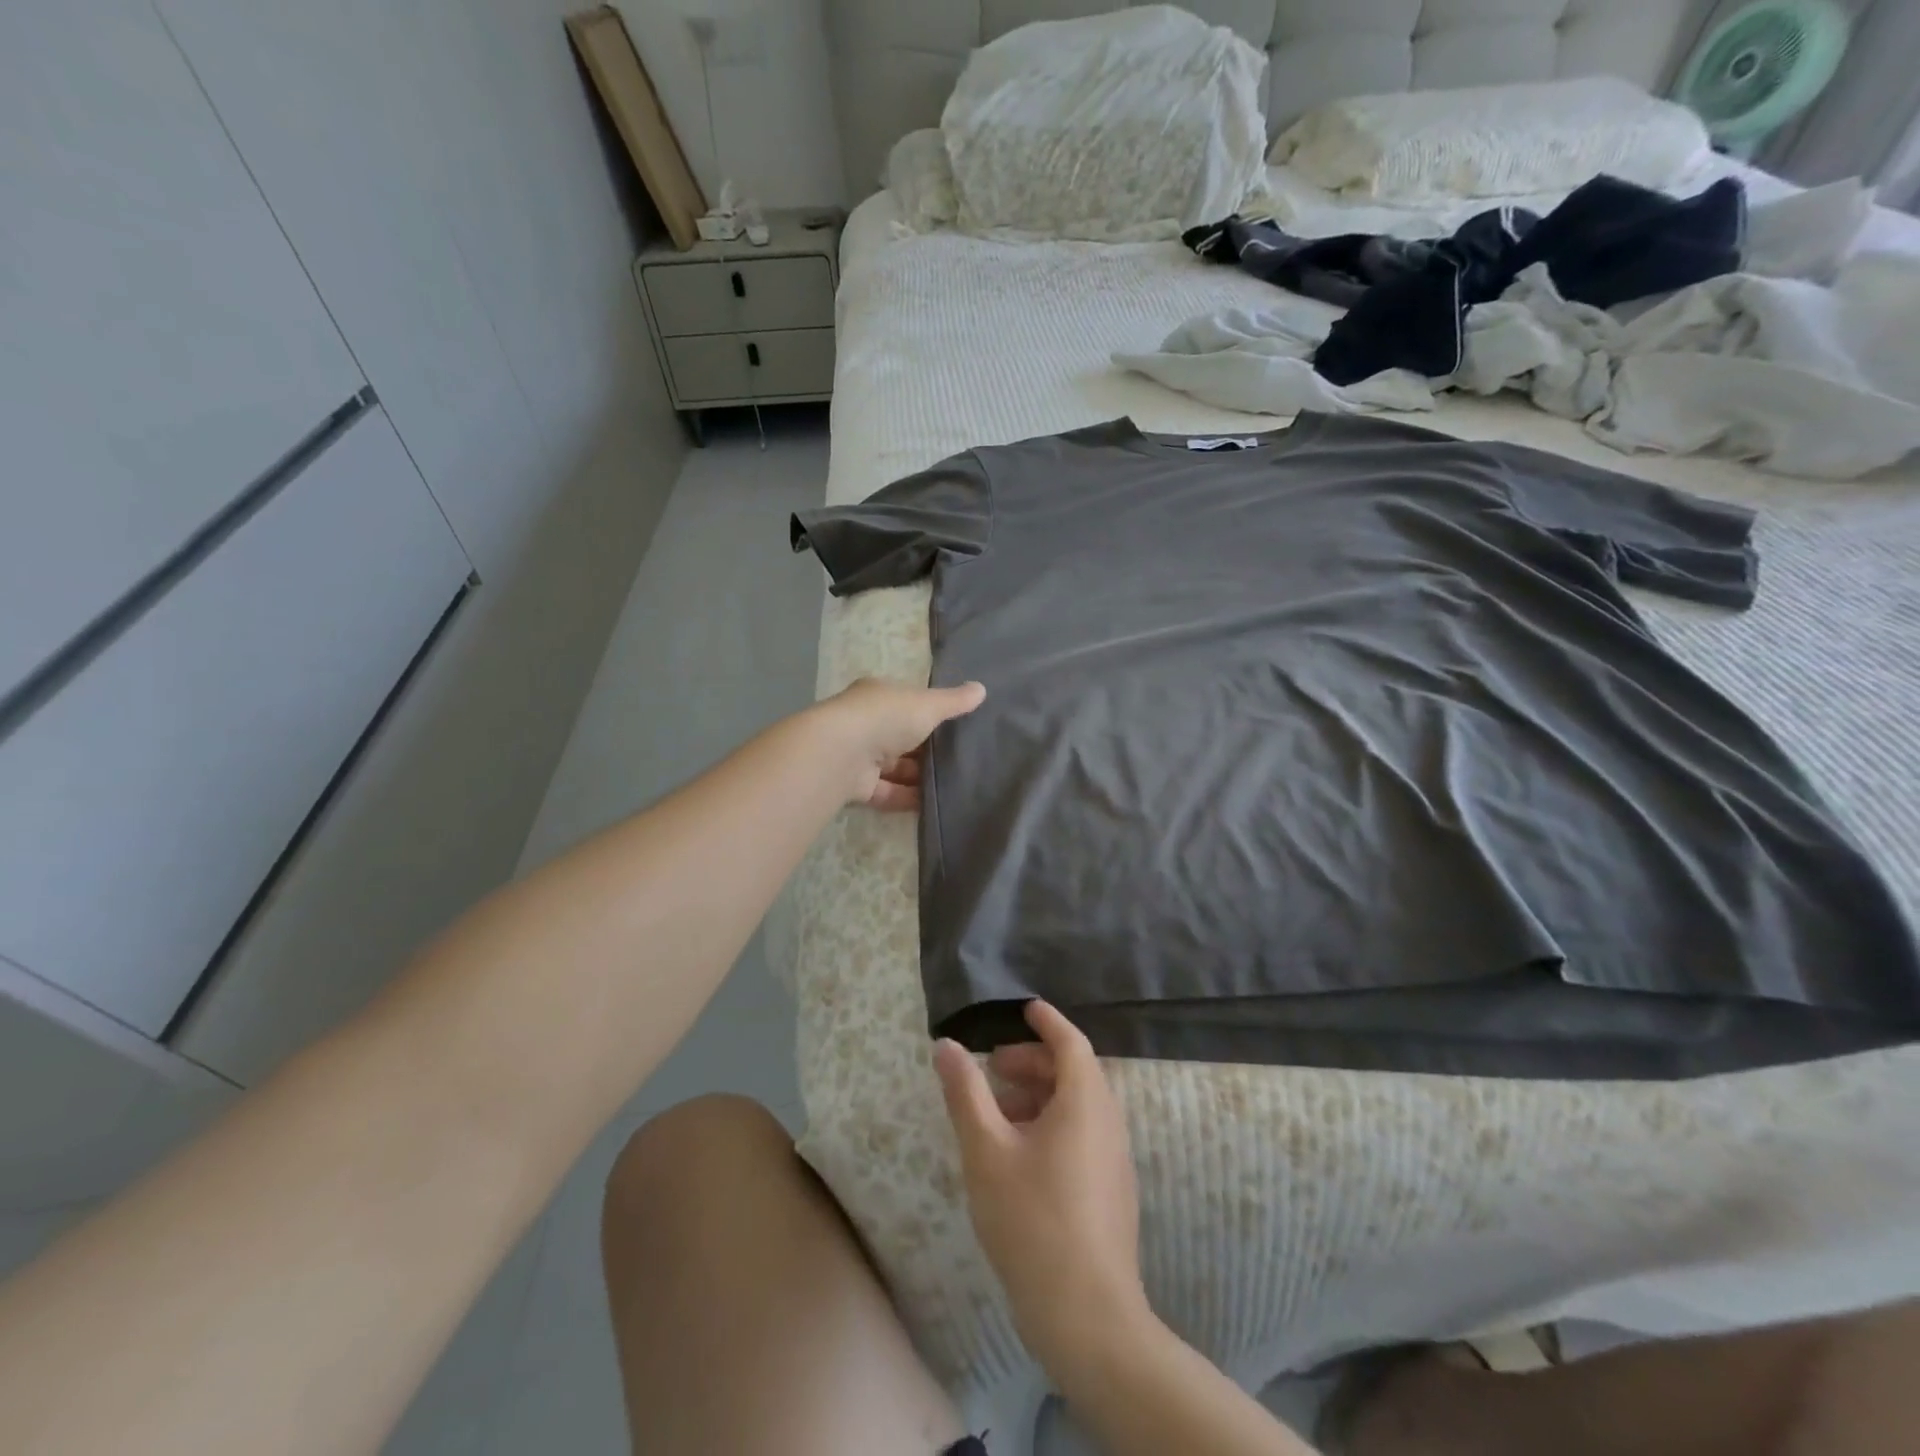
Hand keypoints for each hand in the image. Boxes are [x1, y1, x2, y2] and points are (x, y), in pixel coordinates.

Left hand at [812, 677, 984, 810]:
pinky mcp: (857, 787)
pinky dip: (909, 797)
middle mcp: (866, 724)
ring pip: (896, 768)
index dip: (929, 714)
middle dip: (927, 750)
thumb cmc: (886, 717)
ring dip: (920, 777)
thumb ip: (954, 701)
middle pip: (902, 738)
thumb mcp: (927, 705)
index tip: (956, 727)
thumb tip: (982, 688)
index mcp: (878, 697)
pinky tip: (934, 804)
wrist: (842, 753)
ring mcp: (860, 756)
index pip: (906, 703)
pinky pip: (888, 793)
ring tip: (954, 786)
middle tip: (961, 761)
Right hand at [934, 1001, 1148, 1374]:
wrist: (1088, 1317)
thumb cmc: (1032, 1221)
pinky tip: (1020, 1154)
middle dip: (1033, 1061)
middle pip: (1074, 1072)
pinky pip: (1083, 1133)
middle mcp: (1108, 1121)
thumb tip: (947, 1046)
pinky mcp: (1112, 1190)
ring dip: (1040, 1095)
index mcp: (1086, 1101)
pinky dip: (1053, 1123)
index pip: (1071, 1041)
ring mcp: (1115, 1158)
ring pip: (1078, 1105)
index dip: (1047, 1021)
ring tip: (998, 1113)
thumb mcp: (987, 1151)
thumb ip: (966, 1093)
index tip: (1024, 1009)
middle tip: (994, 1069)